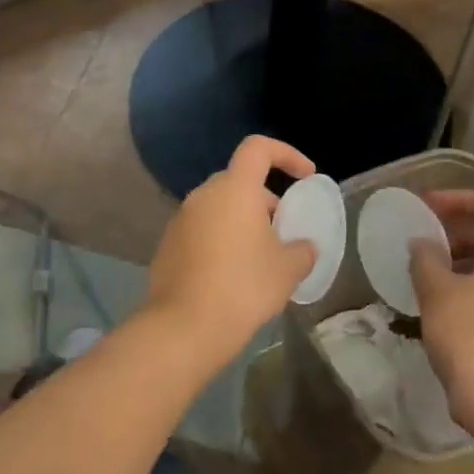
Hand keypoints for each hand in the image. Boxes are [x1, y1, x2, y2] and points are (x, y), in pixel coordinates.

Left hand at [146, 136, 316, 374]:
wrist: (186, 325)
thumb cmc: (244, 287)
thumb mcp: (288, 269)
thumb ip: (302, 250)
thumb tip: (303, 247)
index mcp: (234, 189)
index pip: (258, 148)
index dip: (286, 154)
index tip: (305, 176)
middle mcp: (203, 195)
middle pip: (238, 181)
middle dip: (264, 200)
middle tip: (283, 230)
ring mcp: (180, 219)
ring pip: (218, 207)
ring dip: (241, 221)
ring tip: (260, 257)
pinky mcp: (168, 244)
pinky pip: (201, 230)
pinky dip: (220, 240)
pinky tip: (231, 274)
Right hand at [409, 190, 473, 436]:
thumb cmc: (472, 338)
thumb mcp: (437, 292)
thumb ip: (426, 258)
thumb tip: (423, 243)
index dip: (459, 199)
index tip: (426, 206)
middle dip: (462, 230)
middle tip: (427, 238)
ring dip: (469, 259)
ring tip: (434, 271)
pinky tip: (453, 304)